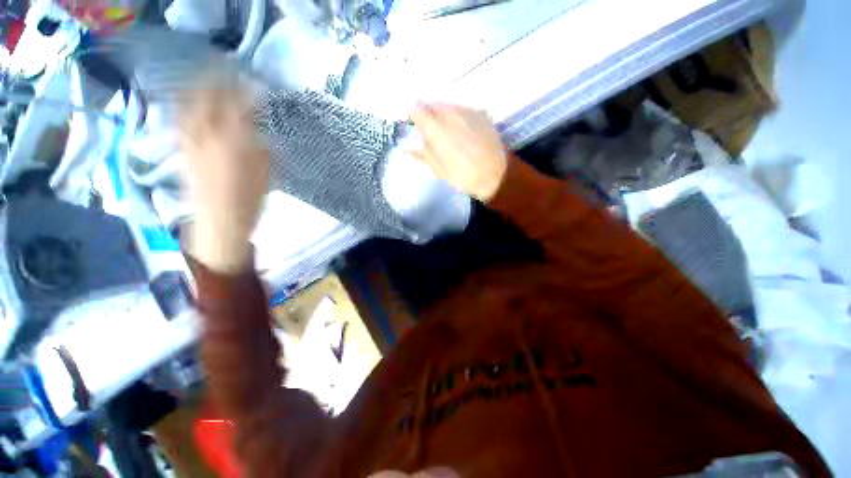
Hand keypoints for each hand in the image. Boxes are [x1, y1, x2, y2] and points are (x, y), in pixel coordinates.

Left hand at [179, 73, 268, 272]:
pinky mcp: (182, 149)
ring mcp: (189, 140)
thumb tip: (258, 125)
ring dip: (198, 87)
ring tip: (207, 78)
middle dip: (217, 79)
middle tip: (227, 69)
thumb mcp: (266, 172)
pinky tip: (191, 102)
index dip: (245, 89)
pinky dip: (185, 105)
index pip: (237, 105)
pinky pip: (180, 120)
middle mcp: (206, 134)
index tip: (255, 81)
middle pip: (207, 97)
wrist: (219, 223)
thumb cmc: (250, 201)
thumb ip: (261, 144)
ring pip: (189, 105)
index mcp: (233, 141)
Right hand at [410, 103, 507, 201]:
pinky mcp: (481, 113)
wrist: (496, 175)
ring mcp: (467, 111)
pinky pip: (464, 110)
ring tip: (451, 135)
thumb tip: (408, 147)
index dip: (414, 117)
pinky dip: (460, 118)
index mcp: (435, 127)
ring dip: (445, 116)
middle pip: (432, 104)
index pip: (416, 108)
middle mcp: (450, 113)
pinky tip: (466, 134)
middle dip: (429, 116)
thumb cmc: (463, 176)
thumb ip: (423, 153)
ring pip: (449, 106)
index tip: (416, 127)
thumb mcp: (438, 170)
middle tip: (433, 134)